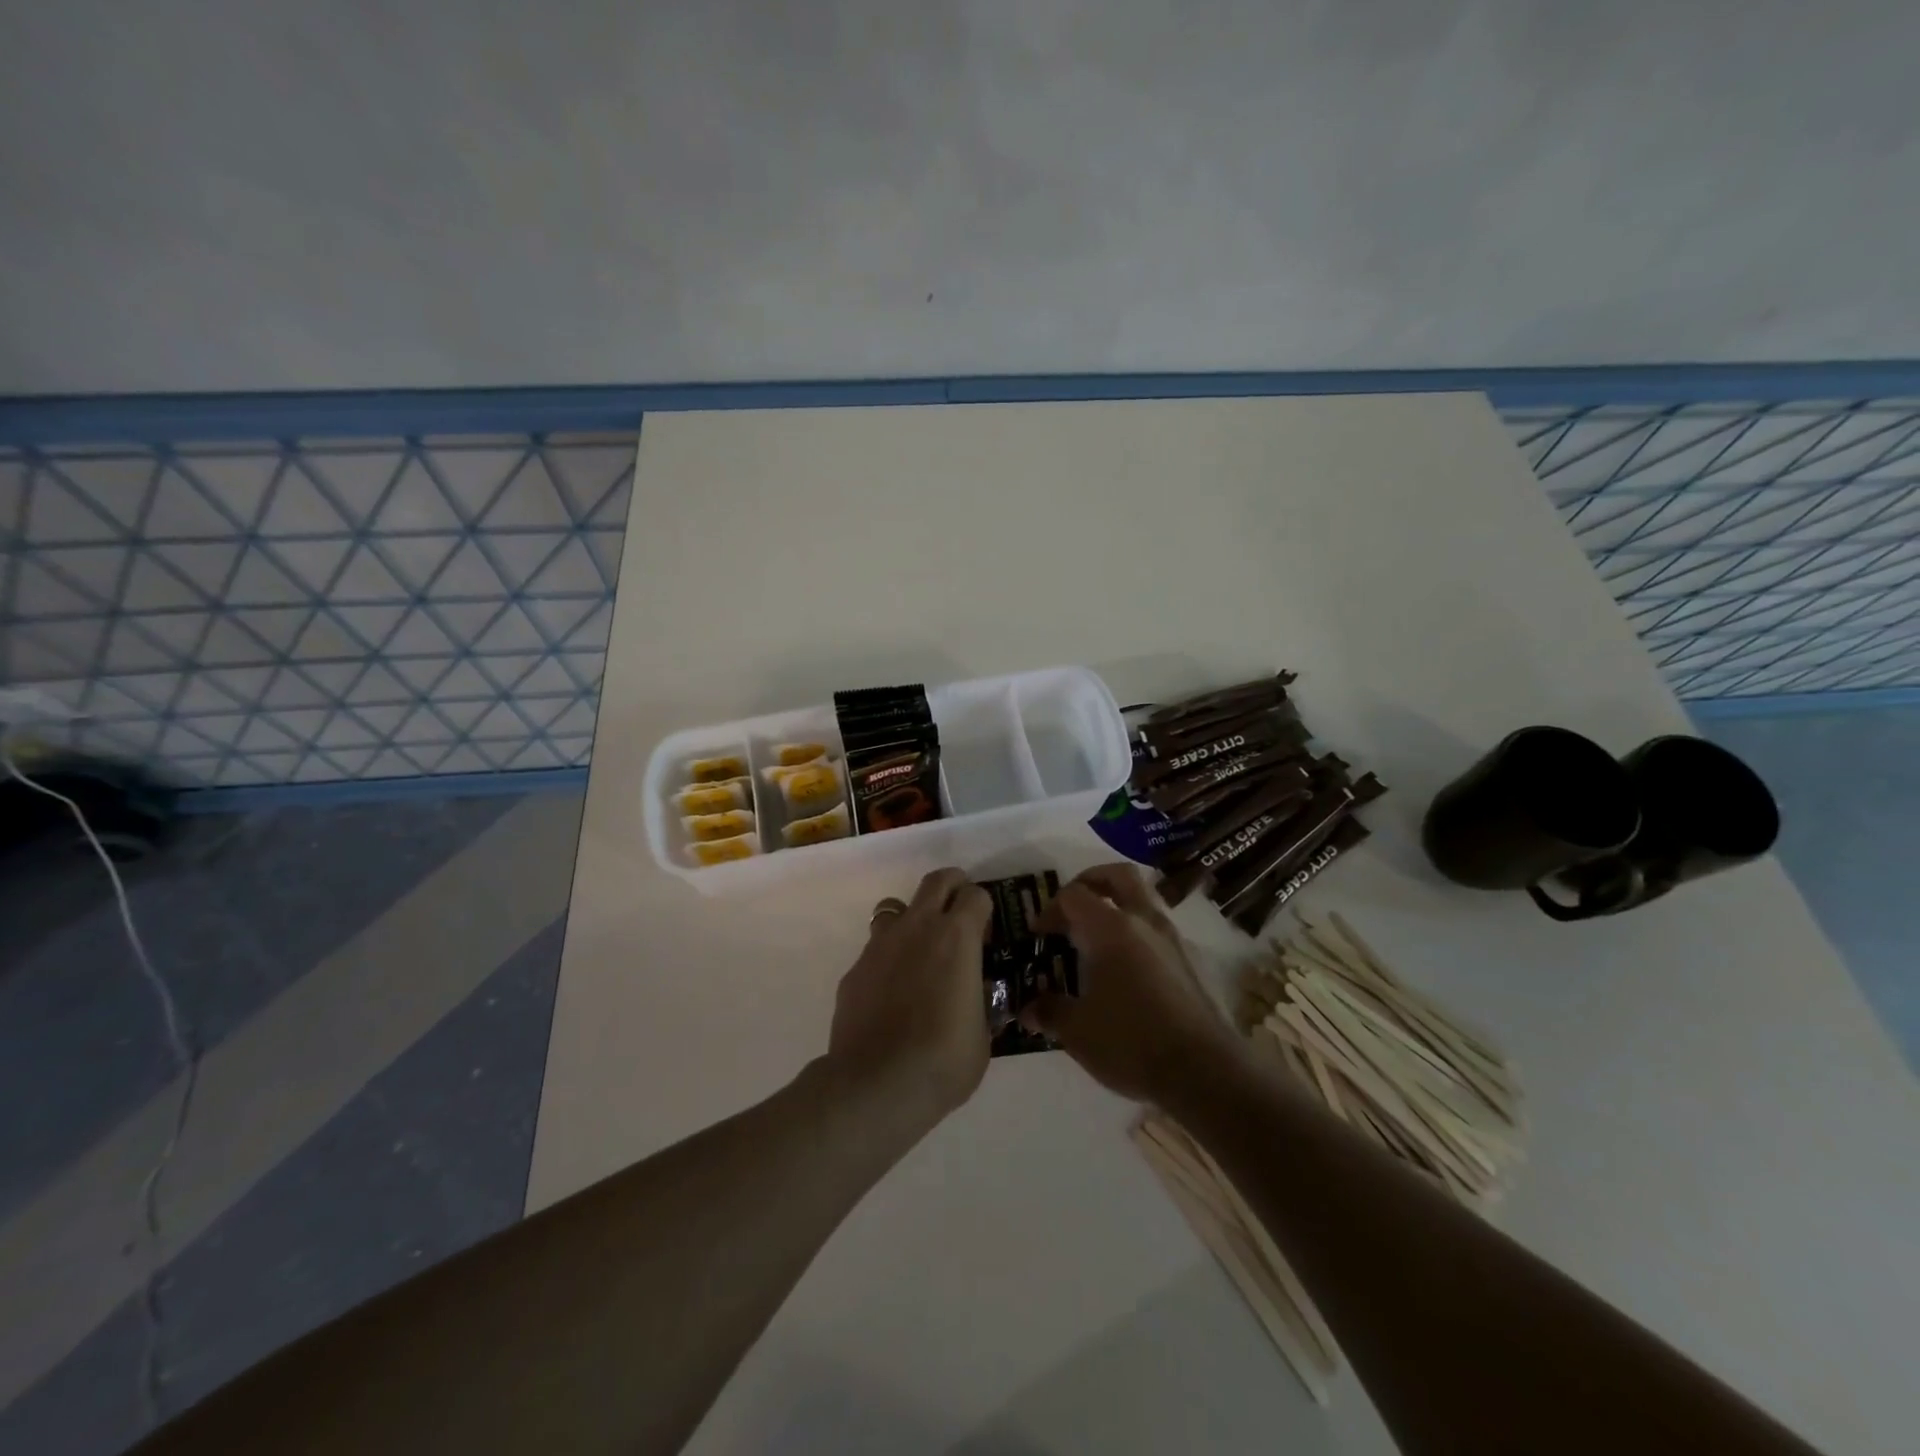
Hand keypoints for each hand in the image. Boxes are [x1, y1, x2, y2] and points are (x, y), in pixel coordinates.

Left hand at [826, 867, 993, 1130]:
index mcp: (957, 937)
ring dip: (912, 920)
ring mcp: (880, 945)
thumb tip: (976, 994)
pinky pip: (875, 949)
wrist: (876, 1085)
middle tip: (959, 912)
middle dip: (952, 887)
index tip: (987, 934)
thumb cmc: (944, 1059)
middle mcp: (917, 928)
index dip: (984, 909)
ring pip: (896, 908)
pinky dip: (887, 960)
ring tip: (920, 953)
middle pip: (936, 881)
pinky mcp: (855, 969)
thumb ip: (980, 1003)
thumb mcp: (982, 1035)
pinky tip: (891, 993)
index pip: (976, 895)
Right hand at [1022, 863, 1244, 1106]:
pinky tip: (1129, 974)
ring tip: (1099, 942)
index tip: (1039, 935)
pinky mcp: (1194, 963)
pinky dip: (1140, 938)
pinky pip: (1161, 933)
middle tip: (1072, 906)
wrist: (1206, 1073)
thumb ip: (1050, 1012)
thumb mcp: (1077, 1032)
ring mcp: (1175, 940)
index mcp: (1111, 929)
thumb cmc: (1132, 1043)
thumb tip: (1028, 1009)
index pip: (1074, 895)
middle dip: (1091, 881)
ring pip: (1144, 902)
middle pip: (1118, 876)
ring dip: (1119, 909)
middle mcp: (1145, 922)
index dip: (1050, 909)